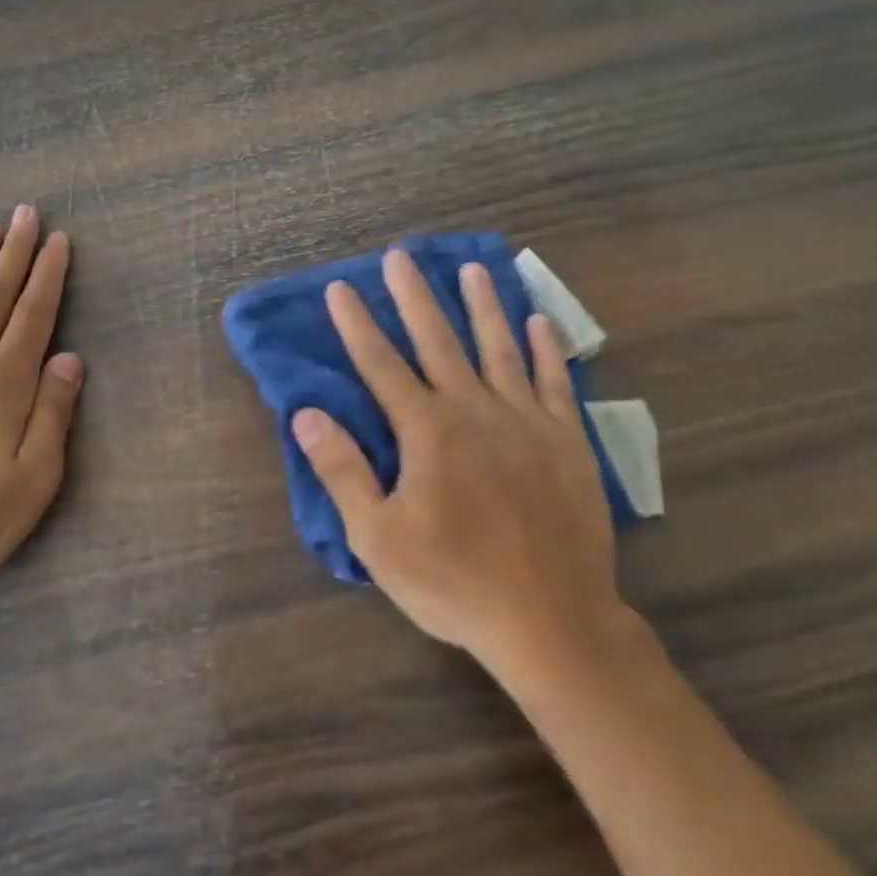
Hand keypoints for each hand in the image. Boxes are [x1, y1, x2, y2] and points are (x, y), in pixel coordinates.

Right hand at [291, 249, 632, 675]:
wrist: (551, 620)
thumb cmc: (454, 582)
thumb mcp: (378, 538)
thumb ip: (343, 471)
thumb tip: (308, 415)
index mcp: (427, 432)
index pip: (381, 364)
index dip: (357, 324)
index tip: (340, 288)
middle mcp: (475, 411)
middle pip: (439, 341)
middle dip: (415, 297)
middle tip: (400, 255)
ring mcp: (527, 422)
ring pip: (500, 349)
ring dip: (483, 306)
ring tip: (472, 269)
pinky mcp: (568, 441)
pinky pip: (556, 382)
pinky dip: (547, 349)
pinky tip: (541, 321)